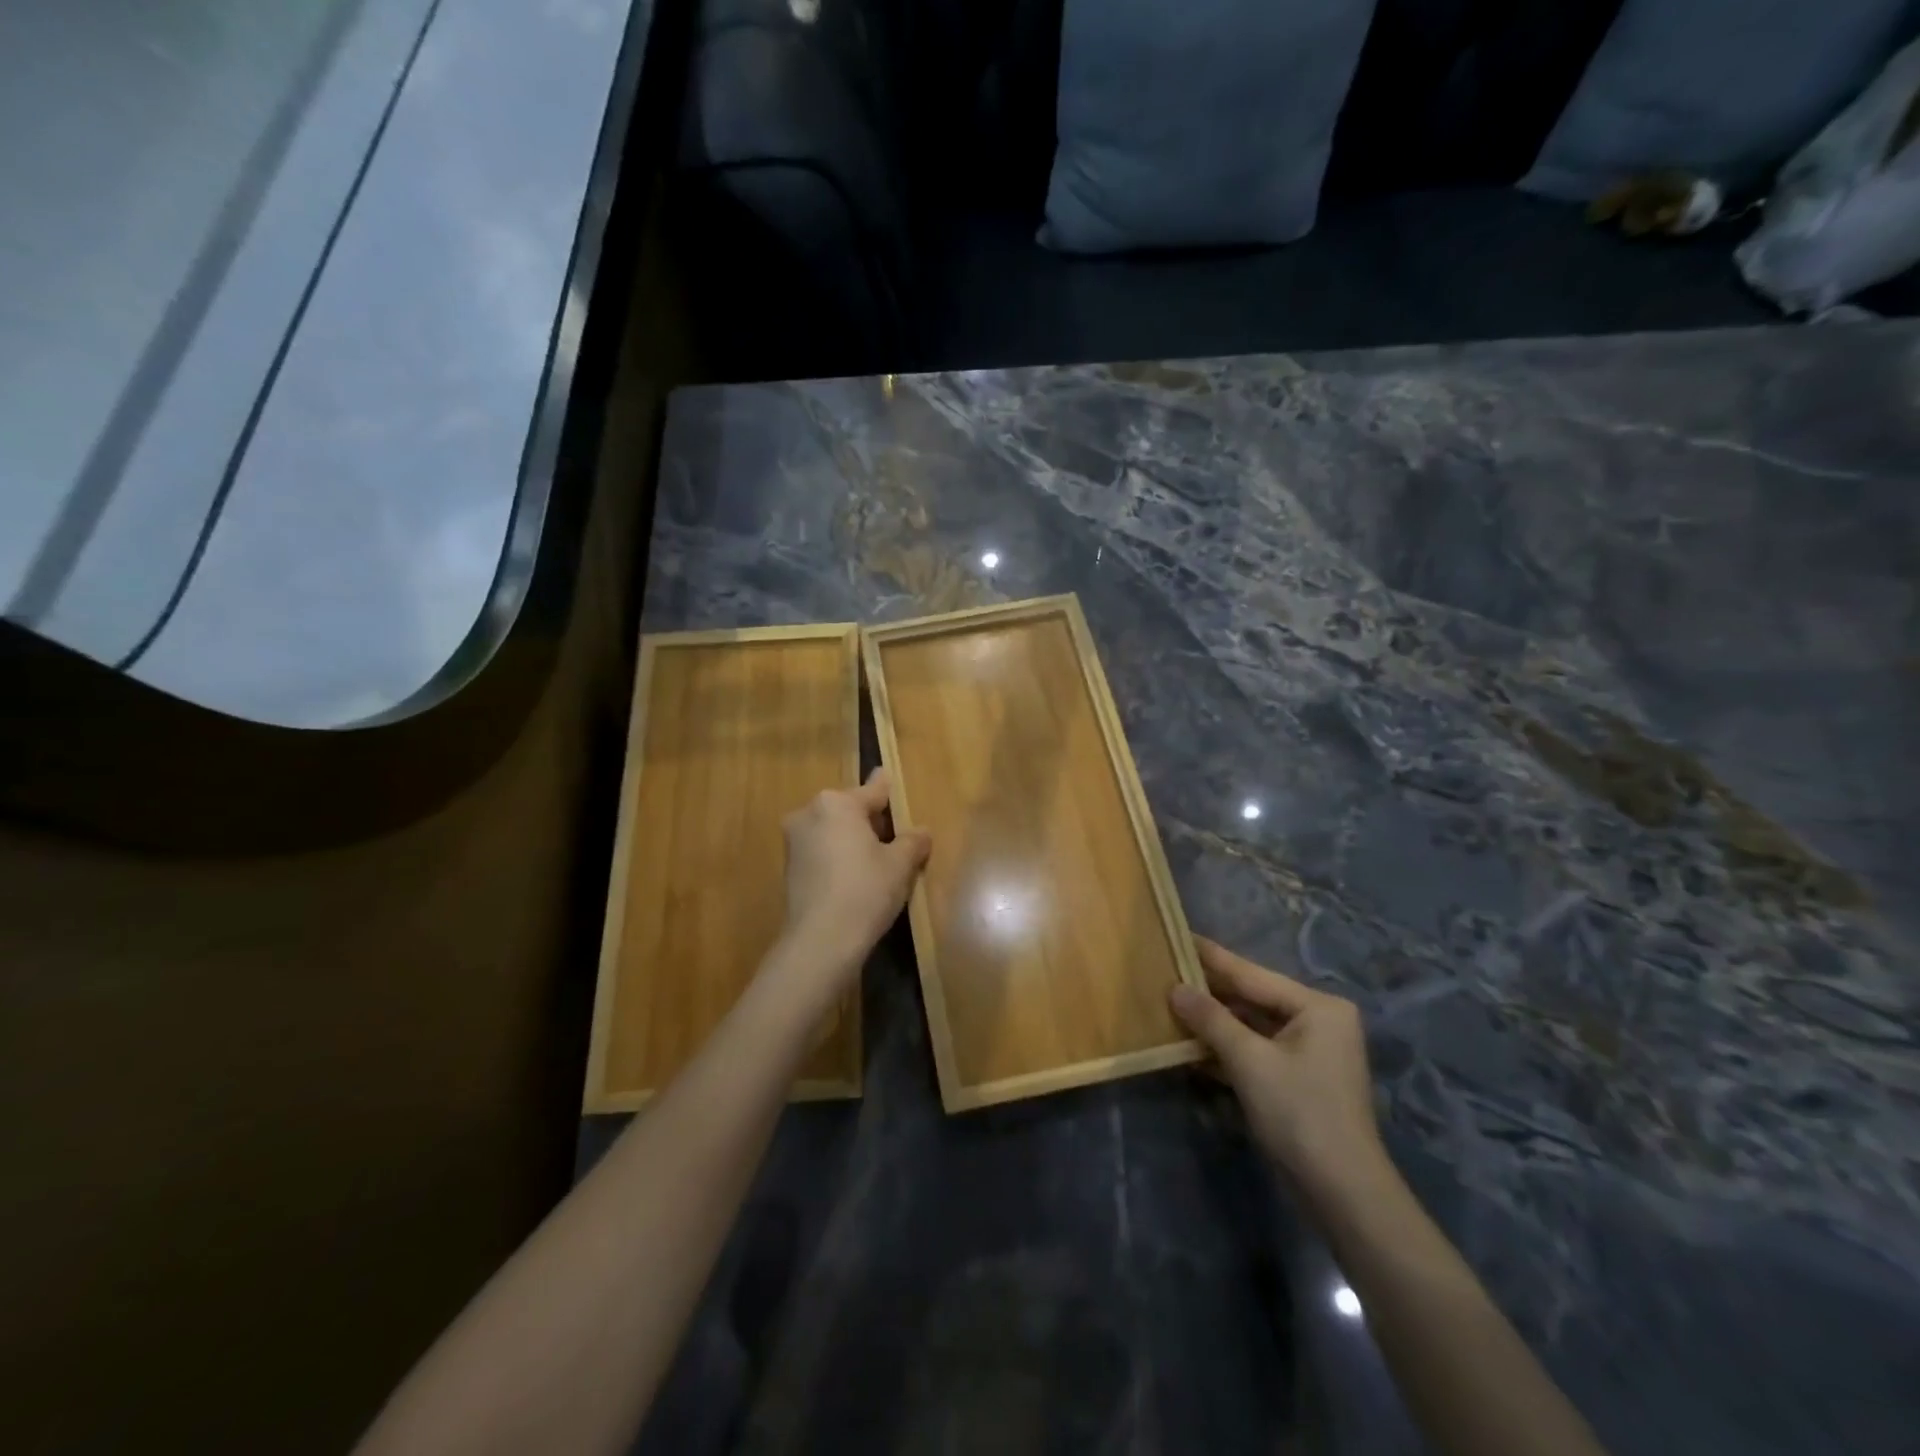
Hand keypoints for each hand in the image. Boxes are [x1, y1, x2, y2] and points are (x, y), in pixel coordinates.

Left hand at [775, 768, 931, 997]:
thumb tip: (921, 832)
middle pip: (850, 810)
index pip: (872, 791)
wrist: (820, 942)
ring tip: (878, 864)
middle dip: (871, 821)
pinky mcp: (788, 868)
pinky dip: (838, 858)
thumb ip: (912, 841)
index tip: (886, 774)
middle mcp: (809, 813)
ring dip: (853, 841)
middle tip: (895, 840)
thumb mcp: (900, 865)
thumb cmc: (865, 890)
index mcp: (837, 803)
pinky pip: (821, 853)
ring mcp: (794, 842)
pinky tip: (855, 881)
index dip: (886, 789)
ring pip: (833, 832)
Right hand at [1169, 937, 1383, 1194]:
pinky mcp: (1300, 1079)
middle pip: (1253, 998)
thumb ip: (1211, 1019)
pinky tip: (1191, 1045)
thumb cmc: (1299, 1114)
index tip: (1179, 935)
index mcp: (1318, 1007)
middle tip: (1167, 970)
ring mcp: (1311, 1052)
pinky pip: (1257, 1050)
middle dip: (1210, 992)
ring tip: (1171, 1003)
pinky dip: (1228, 1049)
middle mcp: (1319, 1021)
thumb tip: (1175, 988)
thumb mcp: (1249, 1061)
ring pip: (1252, 1026)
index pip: (1252, 974)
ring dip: (1215, 1022)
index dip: (1211, 958)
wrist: (1342, 1193)